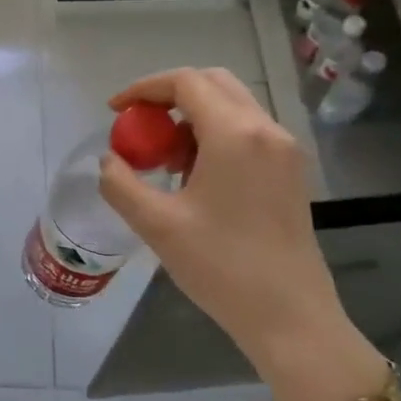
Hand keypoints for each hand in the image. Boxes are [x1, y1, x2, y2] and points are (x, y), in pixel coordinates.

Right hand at [97, 68, 381, 400]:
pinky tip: (195, 176)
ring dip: (192, 117)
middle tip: (140, 126)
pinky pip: (247, 131)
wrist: (291, 318)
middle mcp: (265, 130)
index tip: (116, 112)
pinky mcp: (290, 171)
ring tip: (164, 159)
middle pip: (212, 83)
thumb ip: (120, 183)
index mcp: (235, 134)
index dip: (144, 89)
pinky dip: (214, 135)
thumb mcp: (157, 225)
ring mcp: (284, 150)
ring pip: (231, 106)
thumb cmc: (222, 267)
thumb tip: (109, 160)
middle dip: (169, 96)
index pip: (185, 82)